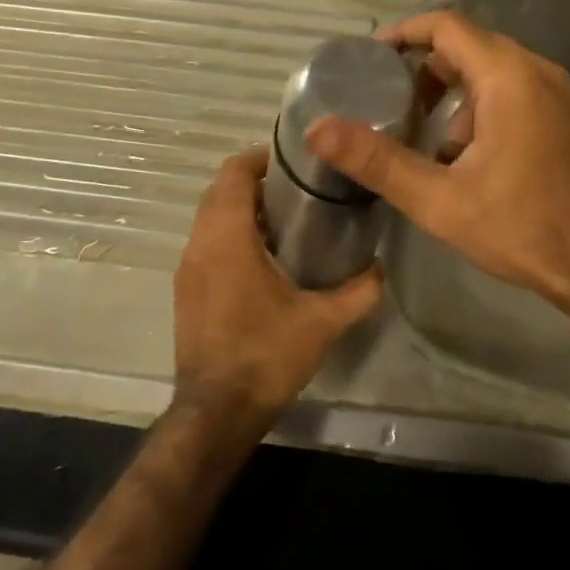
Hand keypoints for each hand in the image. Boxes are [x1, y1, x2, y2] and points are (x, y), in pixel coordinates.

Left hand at [171, 147, 382, 431]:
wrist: (216, 412)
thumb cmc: (266, 356)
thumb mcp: (322, 322)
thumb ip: (359, 290)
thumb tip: (382, 267)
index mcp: (227, 239)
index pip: (233, 173)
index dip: (261, 157)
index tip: (295, 161)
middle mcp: (199, 245)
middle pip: (220, 191)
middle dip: (256, 182)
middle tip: (300, 189)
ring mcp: (188, 269)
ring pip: (210, 218)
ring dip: (242, 209)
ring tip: (288, 220)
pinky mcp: (187, 291)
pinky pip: (206, 244)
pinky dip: (231, 235)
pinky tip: (266, 258)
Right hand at [305, 11, 569, 321]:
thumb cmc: (523, 228)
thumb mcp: (441, 200)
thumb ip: (379, 161)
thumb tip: (318, 129)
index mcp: (508, 77)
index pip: (446, 26)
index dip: (403, 34)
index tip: (368, 60)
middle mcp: (536, 72)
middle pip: (468, 46)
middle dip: (423, 69)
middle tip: (385, 101)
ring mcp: (556, 94)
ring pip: (491, 73)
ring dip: (451, 95)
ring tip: (418, 136)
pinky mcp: (564, 118)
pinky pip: (512, 93)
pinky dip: (478, 109)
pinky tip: (461, 158)